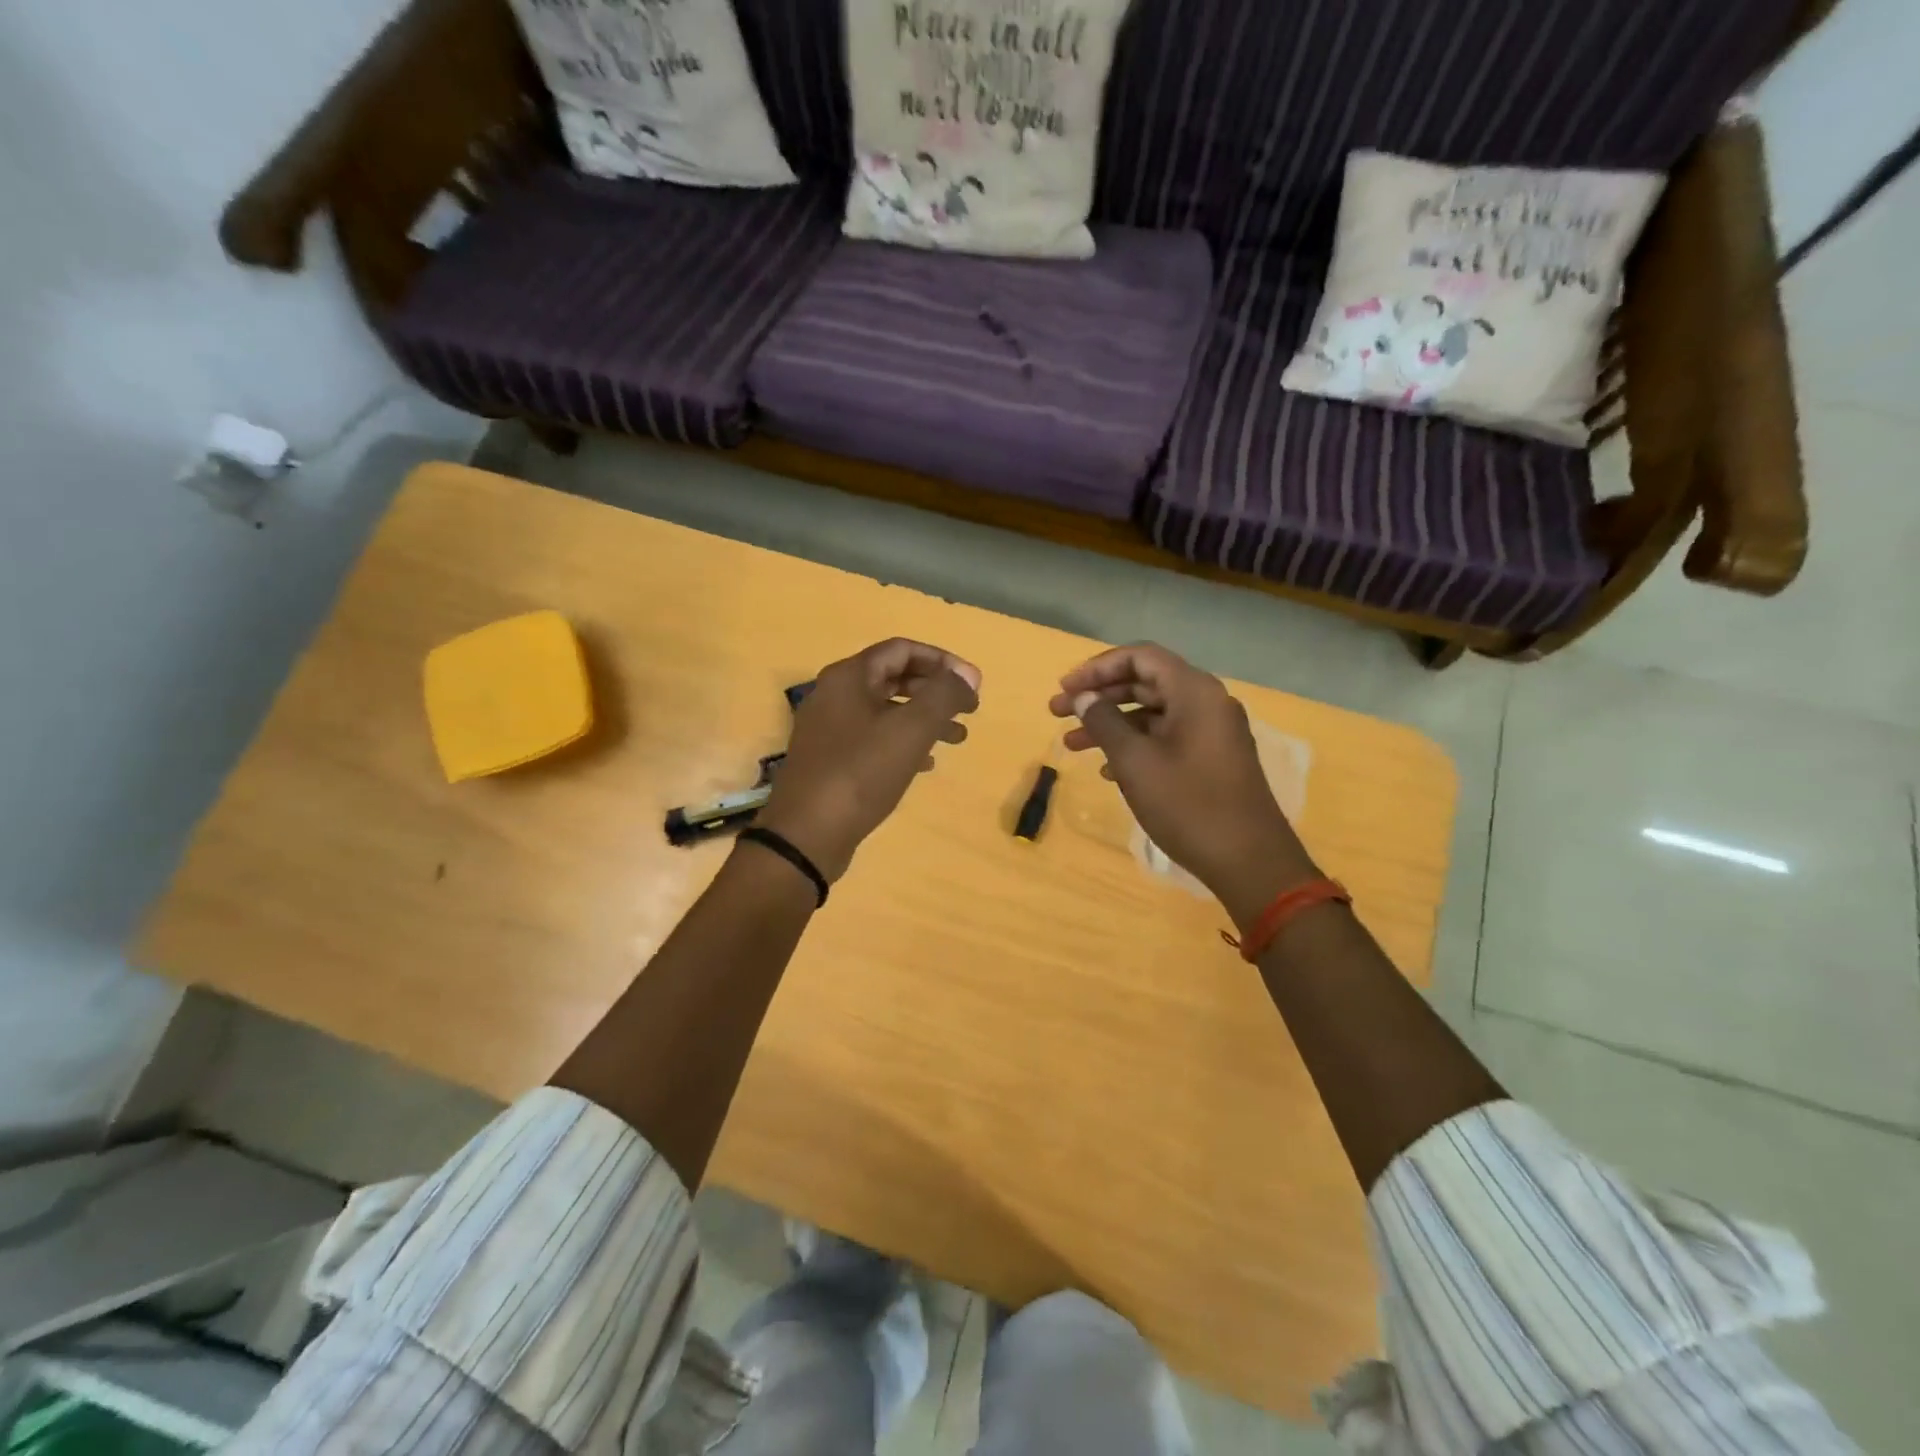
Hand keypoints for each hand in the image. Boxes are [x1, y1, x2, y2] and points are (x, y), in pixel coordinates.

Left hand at [758, 639, 981, 881]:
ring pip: (886, 711)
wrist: (807, 834)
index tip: (973, 684)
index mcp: (849, 677)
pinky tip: (926, 763)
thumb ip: (944, 695)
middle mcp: (834, 695)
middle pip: (894, 678)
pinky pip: (874, 738)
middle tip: (970, 711)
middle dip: (936, 691)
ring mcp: (829, 729)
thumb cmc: (860, 773)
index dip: (943, 661)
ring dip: (924, 719)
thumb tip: (968, 676)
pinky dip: (903, 743)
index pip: (902, 649)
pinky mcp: (830, 760)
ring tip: (958, 739)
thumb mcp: (911, 729)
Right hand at [1050, 643, 1314, 927]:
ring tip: (1072, 746)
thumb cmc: (1188, 805)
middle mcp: (1207, 703)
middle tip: (1058, 714)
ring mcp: (1213, 733)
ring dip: (1111, 725)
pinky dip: (1135, 746)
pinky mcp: (1213, 760)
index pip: (1140, 657)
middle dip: (1099, 697)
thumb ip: (1104, 722)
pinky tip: (1108, 771)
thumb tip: (1084, 697)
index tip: (1065, 689)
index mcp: (1194, 692)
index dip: (1097, 668)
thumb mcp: (1135, 761)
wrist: (1249, 861)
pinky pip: (1167, 738)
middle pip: (1145, 683)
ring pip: (1153, 714)